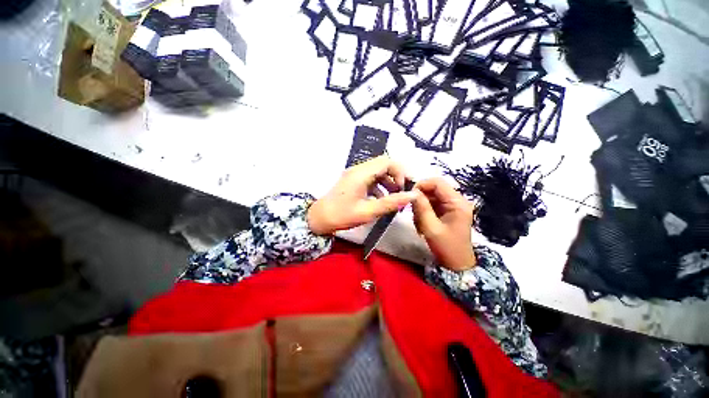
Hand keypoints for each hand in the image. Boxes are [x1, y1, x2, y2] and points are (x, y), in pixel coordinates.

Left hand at [307, 156, 419, 234]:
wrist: (319, 219)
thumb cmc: (342, 216)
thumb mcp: (368, 211)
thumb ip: (391, 203)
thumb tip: (412, 195)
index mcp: (361, 174)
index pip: (387, 161)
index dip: (399, 172)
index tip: (403, 188)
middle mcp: (358, 169)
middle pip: (383, 164)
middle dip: (395, 177)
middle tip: (402, 192)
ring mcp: (355, 174)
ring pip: (377, 171)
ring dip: (388, 181)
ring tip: (394, 197)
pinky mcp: (353, 181)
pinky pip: (371, 178)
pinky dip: (379, 186)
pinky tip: (381, 200)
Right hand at [412, 178, 475, 270]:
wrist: (457, 265)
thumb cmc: (447, 247)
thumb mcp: (431, 228)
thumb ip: (421, 208)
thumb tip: (411, 193)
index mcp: (457, 203)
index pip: (437, 183)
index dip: (421, 185)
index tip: (410, 197)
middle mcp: (456, 201)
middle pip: (433, 189)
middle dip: (420, 199)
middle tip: (413, 213)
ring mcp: (452, 206)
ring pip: (430, 197)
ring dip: (420, 207)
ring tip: (418, 223)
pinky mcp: (447, 212)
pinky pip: (431, 205)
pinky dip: (423, 212)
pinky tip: (422, 224)